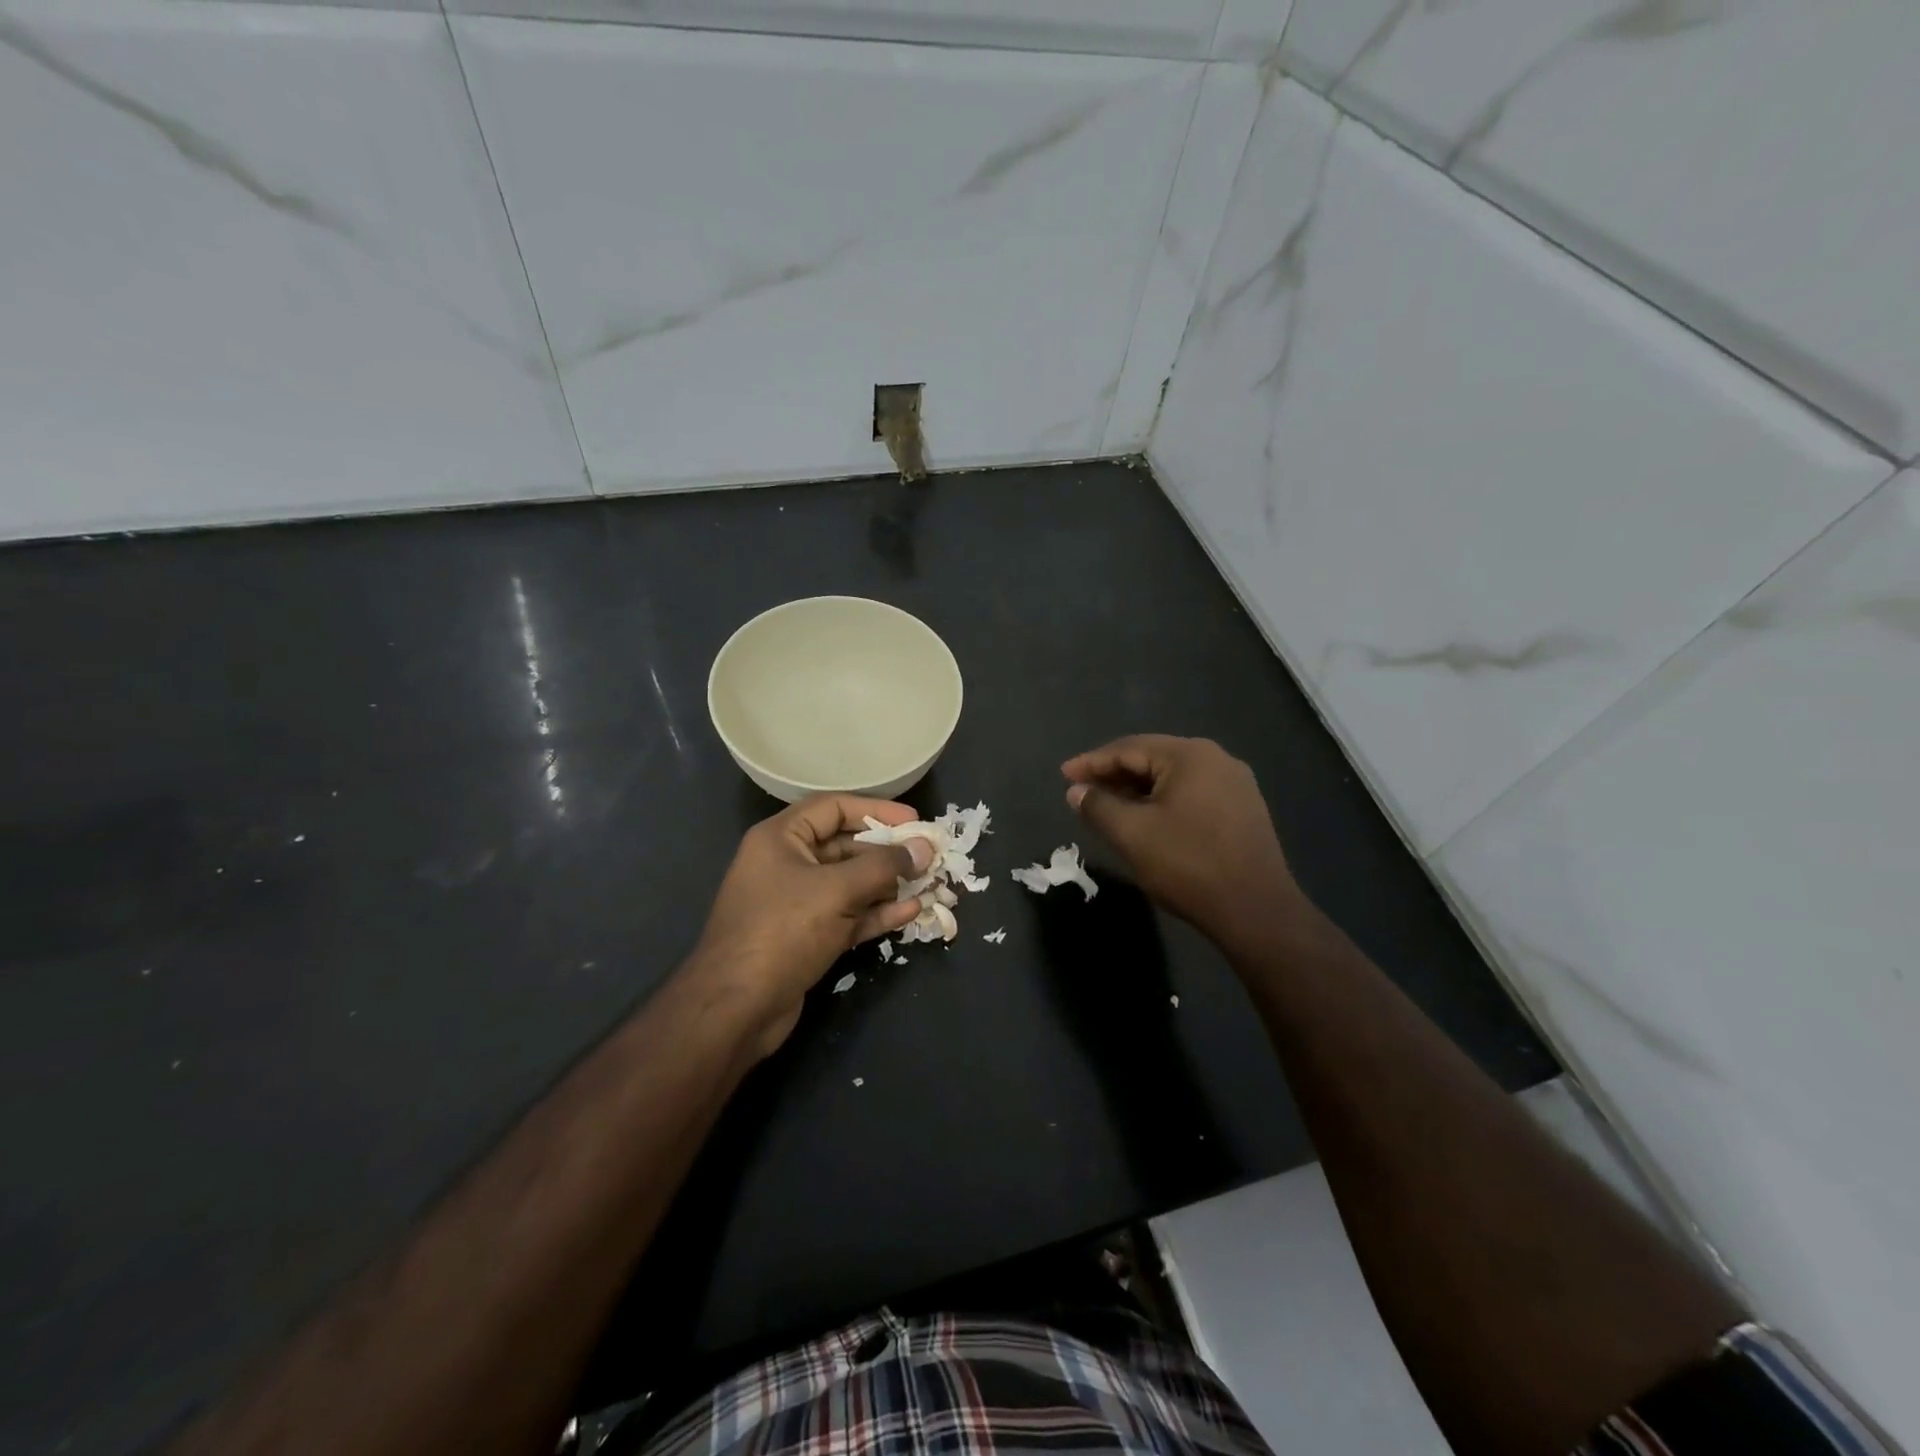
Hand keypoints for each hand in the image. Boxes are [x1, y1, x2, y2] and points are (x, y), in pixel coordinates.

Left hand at [689, 795, 932, 1056]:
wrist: (737, 1009)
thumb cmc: (783, 931)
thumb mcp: (836, 890)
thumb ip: (883, 866)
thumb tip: (924, 849)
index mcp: (781, 839)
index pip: (833, 808)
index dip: (876, 810)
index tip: (914, 821)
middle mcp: (787, 864)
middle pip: (845, 846)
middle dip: (888, 851)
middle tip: (929, 856)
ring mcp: (797, 903)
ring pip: (851, 884)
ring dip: (889, 884)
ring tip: (930, 883)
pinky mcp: (807, 937)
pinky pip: (849, 915)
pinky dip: (877, 912)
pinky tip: (911, 911)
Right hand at [1062, 735, 1300, 938]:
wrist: (1256, 911)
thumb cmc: (1188, 864)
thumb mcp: (1132, 834)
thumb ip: (1098, 806)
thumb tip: (1076, 791)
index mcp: (1190, 755)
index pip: (1129, 748)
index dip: (1092, 762)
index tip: (1063, 775)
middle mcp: (1216, 760)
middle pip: (1152, 759)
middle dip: (1113, 775)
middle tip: (1081, 791)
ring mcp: (1235, 785)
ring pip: (1171, 779)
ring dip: (1136, 790)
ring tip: (1106, 806)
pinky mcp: (1242, 811)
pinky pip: (1190, 795)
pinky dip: (1161, 802)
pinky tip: (1144, 820)